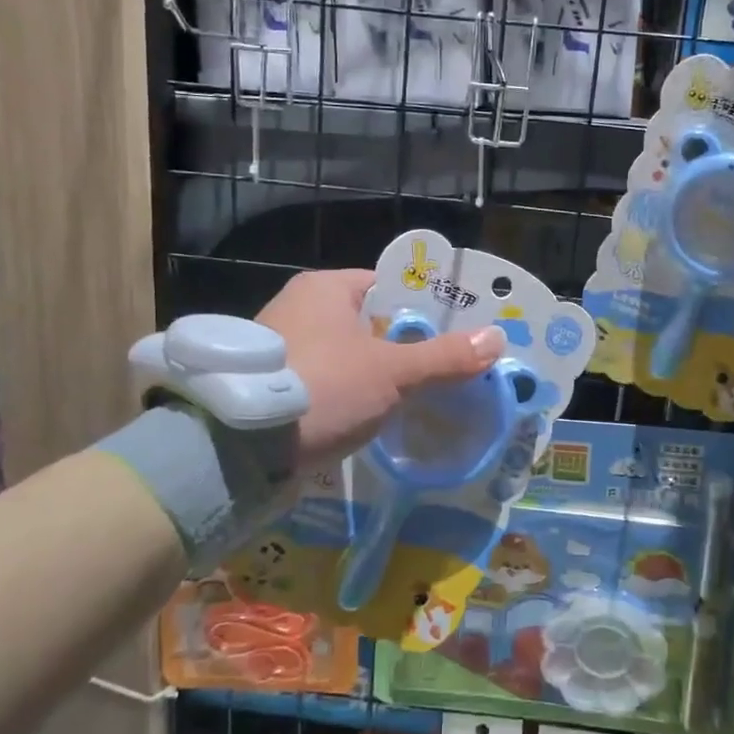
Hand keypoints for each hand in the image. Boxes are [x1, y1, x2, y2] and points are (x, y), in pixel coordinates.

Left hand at [256, 269, 503, 466]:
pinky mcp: (272, 385)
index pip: (387, 286)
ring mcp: (281, 347)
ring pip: (347, 354)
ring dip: (377, 373)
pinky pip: (326, 380)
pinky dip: (350, 393)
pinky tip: (374, 414)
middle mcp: (298, 307)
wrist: (237, 448)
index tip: (455, 332)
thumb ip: (443, 357)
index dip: (424, 307)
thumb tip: (496, 339)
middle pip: (369, 322)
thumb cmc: (323, 387)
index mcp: (325, 288)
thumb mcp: (391, 372)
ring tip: (418, 393)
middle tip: (444, 366)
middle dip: (404, 345)